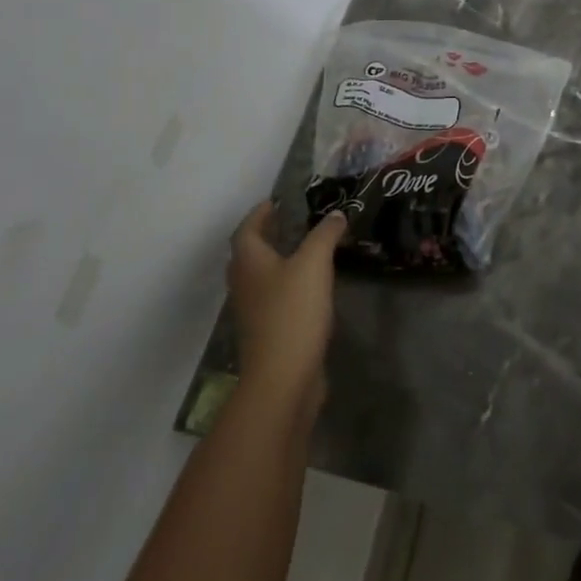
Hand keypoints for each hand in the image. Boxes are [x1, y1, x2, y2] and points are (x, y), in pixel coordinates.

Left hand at [228, 203, 345, 412]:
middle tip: (291, 224)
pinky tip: (310, 289)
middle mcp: (244, 284)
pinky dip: (286, 286)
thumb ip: (325, 235)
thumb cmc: (293, 312)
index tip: (277, 202)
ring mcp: (253, 312)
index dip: (260, 213)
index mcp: (249, 262)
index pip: (247, 229)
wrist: (282, 379)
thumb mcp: (314, 264)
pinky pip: (272, 299)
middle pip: (248, 254)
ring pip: (260, 278)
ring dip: (276, 262)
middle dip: (266, 236)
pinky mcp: (266, 333)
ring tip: (305, 252)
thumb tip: (335, 214)